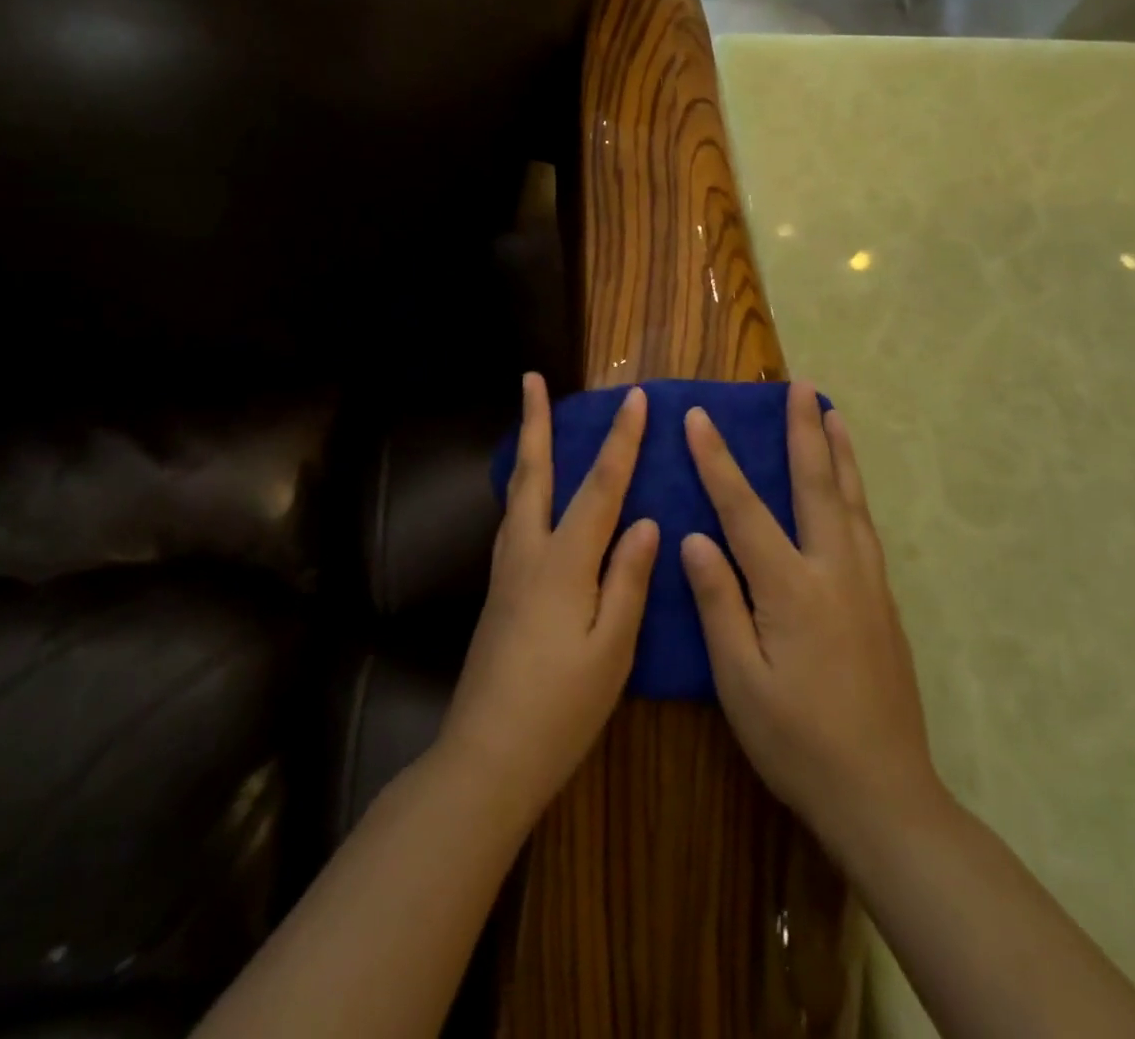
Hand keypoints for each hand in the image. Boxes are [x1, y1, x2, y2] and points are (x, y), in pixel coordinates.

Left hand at [438, 373, 658, 827]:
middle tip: (532, 379)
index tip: (635, 399)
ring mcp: (505, 570)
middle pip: (534, 472)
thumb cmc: (560, 709)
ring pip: (516, 494)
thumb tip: (647, 522)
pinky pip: (513, 520)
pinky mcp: (497, 590)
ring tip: (533, 423)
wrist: (487, 755)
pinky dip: (523, 489)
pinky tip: (531, 498)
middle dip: (536, 422)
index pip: (599, 488)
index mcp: (563, 563)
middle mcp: (527, 552)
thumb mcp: (612, 650)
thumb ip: (628, 580)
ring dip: (527, 450)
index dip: (621, 441)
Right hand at [681, 382, 942, 845]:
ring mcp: (866, 584)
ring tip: (832, 413)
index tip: (699, 416)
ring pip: (851, 500)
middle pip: (816, 485)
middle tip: (799, 385)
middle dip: (803, 431)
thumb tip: (695, 538)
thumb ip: (718, 602)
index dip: (718, 460)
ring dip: (838, 452)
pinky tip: (849, 486)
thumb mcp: (739, 680)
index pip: (744, 508)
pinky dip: (854, 490)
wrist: (884, 795)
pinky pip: (865, 527)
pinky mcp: (883, 602)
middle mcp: (834, 571)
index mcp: (790, 587)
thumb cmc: (796, 740)